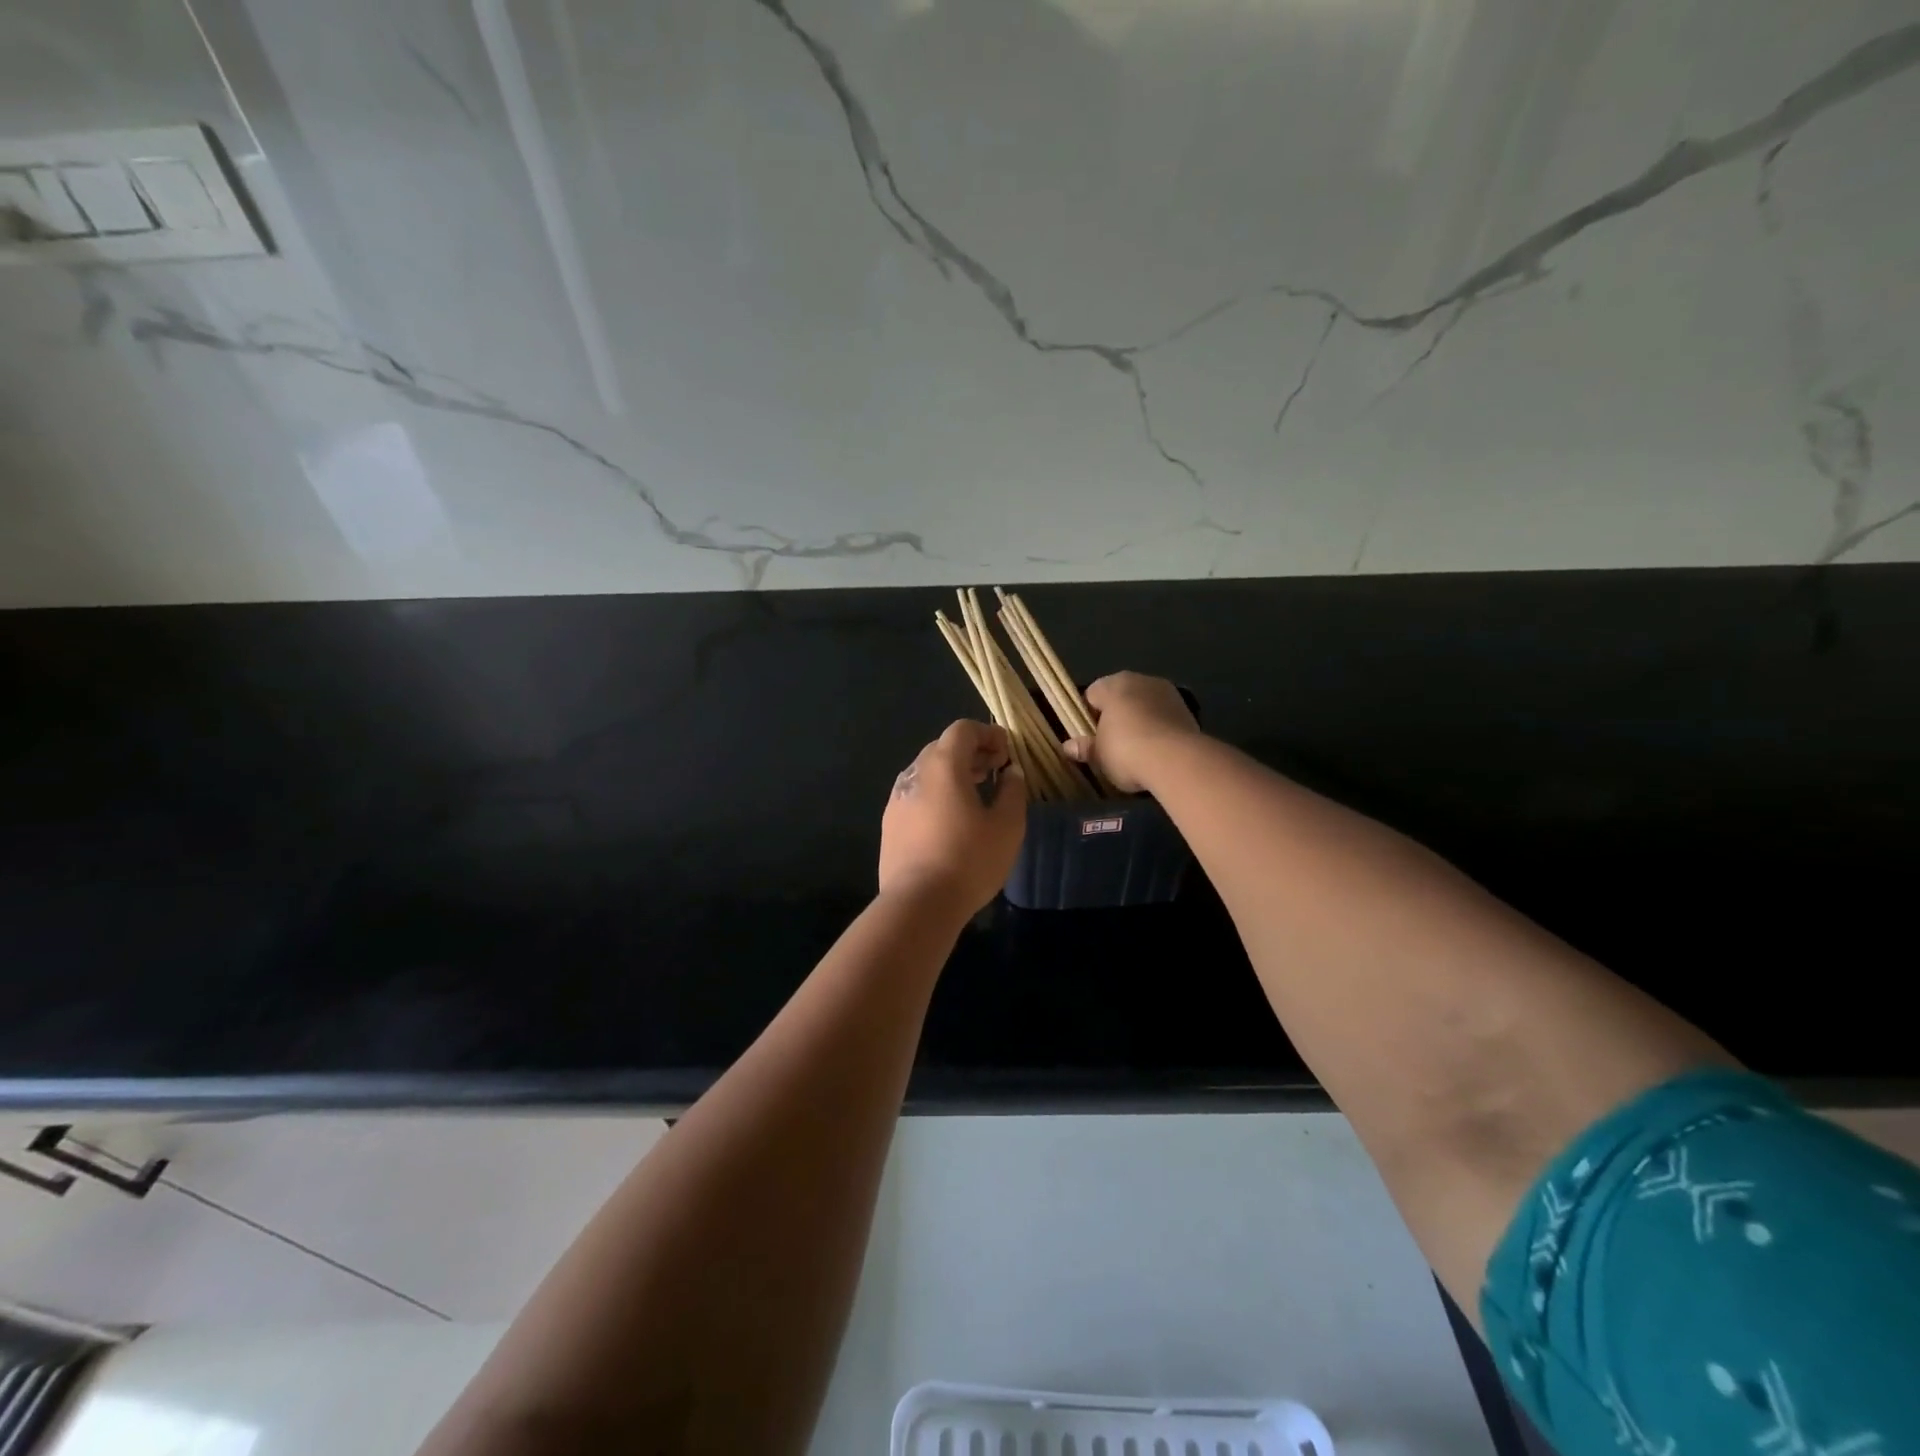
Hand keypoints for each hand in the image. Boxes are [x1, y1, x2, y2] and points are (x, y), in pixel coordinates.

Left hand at [879, 720, 1026, 913]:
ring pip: (927, 772)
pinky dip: (936, 794)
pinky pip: (916, 795)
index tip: (1007, 753)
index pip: (963, 730)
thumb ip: (1013, 791)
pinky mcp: (890, 824)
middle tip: (995, 771)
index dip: (988, 734)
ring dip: (952, 774)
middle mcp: (914, 773)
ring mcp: (897, 799)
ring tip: (975, 794)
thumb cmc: (969, 859)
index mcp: (943, 765)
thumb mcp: (1007, 826)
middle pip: (942, 747)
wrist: (918, 903)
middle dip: (971, 753)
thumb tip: (1011, 774)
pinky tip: (951, 820)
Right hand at [1065, 672, 1201, 792]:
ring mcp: (1168, 693)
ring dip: (1140, 722)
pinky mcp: (1188, 711)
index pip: (1092, 694)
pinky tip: (1156, 752)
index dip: (1087, 715)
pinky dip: (1159, 730)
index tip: (1089, 736)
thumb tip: (1068, 747)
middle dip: (1116, 716)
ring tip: (1136, 751)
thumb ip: (1084, 748)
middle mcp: (1141, 680)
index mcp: (1114, 684)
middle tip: (1110, 745)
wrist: (1176, 760)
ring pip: (1145, 705)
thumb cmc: (1125, 750)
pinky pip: (1164, 718)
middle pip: (1121, 697)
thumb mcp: (1098, 755)